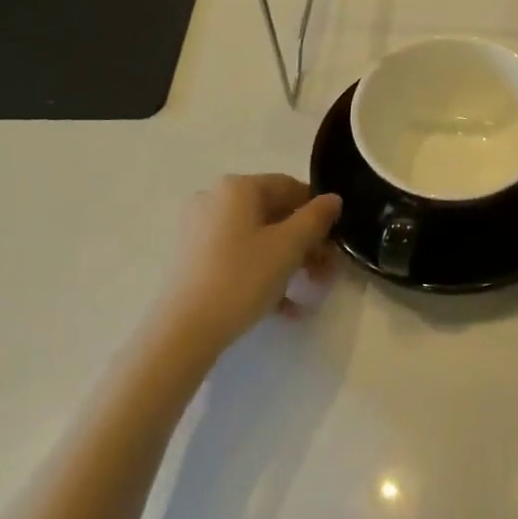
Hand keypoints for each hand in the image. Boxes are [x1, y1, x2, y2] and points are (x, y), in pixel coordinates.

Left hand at [160, 175, 342, 353]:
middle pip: (273, 215)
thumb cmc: (241, 278)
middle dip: (305, 244)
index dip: (318, 213)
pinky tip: (284, 308)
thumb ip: (315, 218)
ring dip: (288, 263)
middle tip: (325, 273)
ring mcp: (199, 231)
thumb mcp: (289, 247)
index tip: (334, 242)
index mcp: (237, 187)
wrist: (182, 331)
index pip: (290, 187)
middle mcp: (214, 200)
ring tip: (307, 294)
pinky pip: (238, 258)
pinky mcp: (192, 260)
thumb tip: (332, 199)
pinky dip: (262, 275)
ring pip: (257, 239)